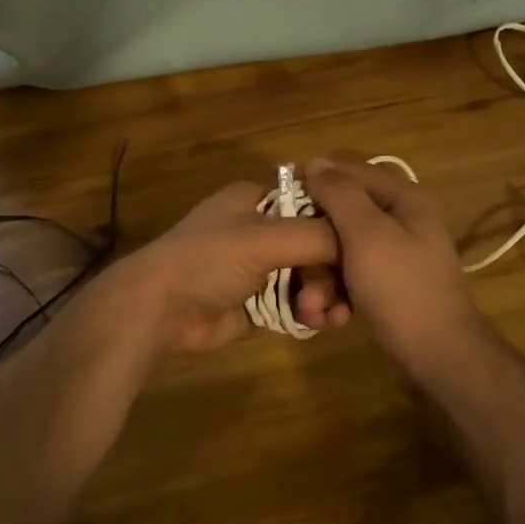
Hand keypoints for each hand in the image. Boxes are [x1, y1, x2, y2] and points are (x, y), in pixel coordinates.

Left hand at [116, 182, 342, 354]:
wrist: (159, 310)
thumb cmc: (208, 260)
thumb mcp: (264, 238)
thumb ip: (317, 236)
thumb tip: (358, 242)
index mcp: (257, 199)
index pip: (313, 200)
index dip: (340, 220)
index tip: (365, 243)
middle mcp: (261, 229)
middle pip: (317, 243)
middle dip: (330, 271)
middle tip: (333, 296)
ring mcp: (260, 268)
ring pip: (311, 276)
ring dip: (324, 295)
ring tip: (322, 316)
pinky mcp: (258, 303)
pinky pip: (297, 303)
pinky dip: (311, 312)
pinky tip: (319, 324)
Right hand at [303, 158, 490, 374]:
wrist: (437, 356)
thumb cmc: (401, 287)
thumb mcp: (366, 234)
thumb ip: (340, 194)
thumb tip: (315, 163)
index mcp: (404, 200)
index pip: (350, 174)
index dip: (315, 186)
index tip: (282, 207)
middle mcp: (401, 222)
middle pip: (341, 217)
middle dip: (315, 248)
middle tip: (297, 271)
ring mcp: (394, 257)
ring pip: (340, 252)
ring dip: (321, 279)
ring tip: (313, 307)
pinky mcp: (386, 287)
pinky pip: (350, 278)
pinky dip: (337, 295)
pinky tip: (329, 317)